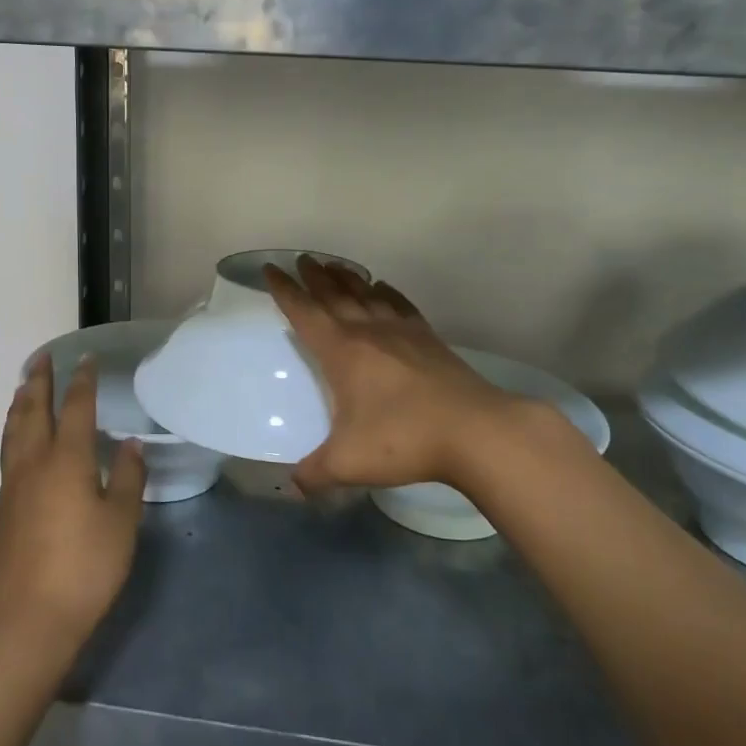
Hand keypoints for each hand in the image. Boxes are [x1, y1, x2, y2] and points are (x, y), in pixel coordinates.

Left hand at [0, 354, 146, 650]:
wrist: (30, 618)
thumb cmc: (86, 567)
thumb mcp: (122, 522)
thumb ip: (128, 478)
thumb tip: (130, 444)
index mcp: (68, 461)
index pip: (76, 408)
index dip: (83, 381)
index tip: (87, 358)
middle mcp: (35, 463)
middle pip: (33, 410)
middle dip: (39, 380)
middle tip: (43, 357)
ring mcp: (13, 486)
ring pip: (13, 431)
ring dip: (20, 403)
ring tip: (24, 386)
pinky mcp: (3, 508)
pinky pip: (8, 453)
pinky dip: (14, 431)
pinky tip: (19, 440)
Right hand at [266, 256, 584, 493]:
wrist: (474, 431)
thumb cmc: (402, 440)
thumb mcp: (347, 463)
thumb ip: (314, 474)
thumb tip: (294, 485)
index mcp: (341, 351)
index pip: (304, 311)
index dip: (284, 290)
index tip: (270, 268)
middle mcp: (368, 332)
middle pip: (335, 294)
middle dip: (314, 276)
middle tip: (302, 259)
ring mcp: (402, 332)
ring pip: (367, 294)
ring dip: (347, 278)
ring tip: (335, 266)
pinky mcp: (430, 339)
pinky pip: (401, 305)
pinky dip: (387, 293)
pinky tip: (384, 288)